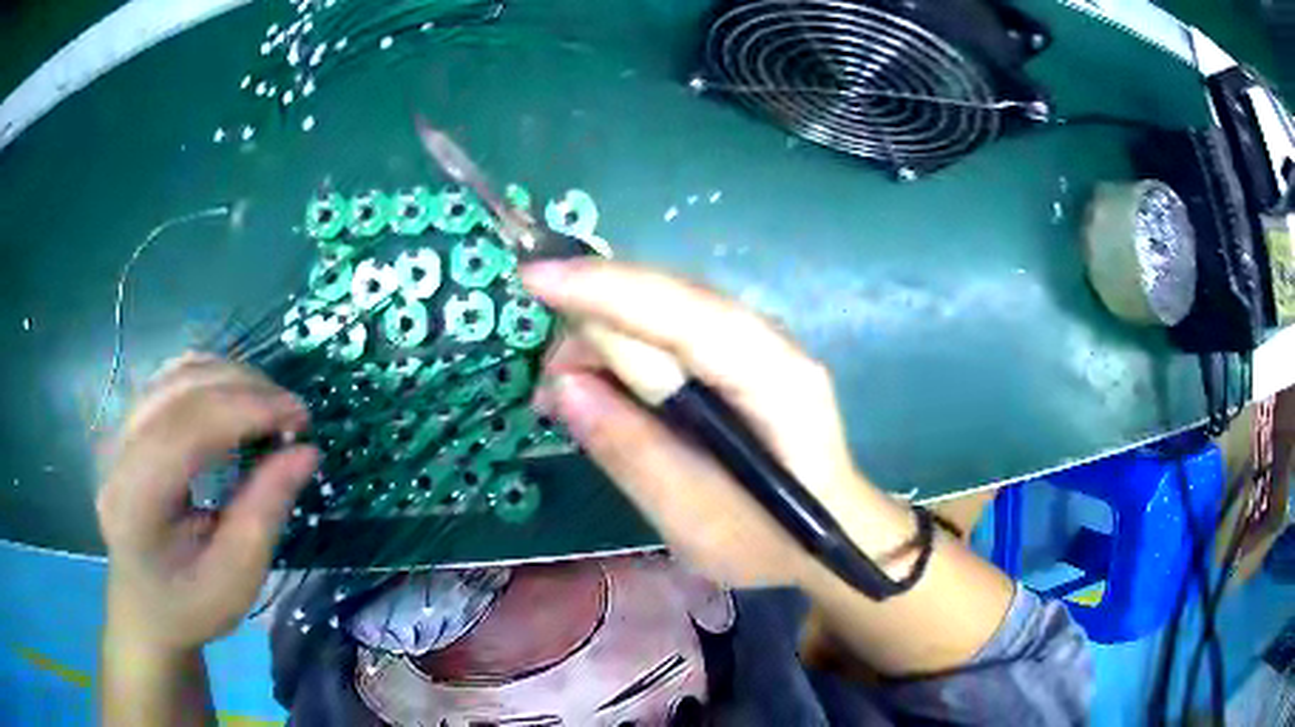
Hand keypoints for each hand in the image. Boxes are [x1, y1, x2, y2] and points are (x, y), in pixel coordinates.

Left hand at [96, 355, 318, 654]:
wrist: (142, 607)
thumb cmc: (189, 606)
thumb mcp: (235, 580)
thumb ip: (265, 514)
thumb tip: (306, 452)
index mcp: (136, 501)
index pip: (188, 427)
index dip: (247, 409)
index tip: (301, 419)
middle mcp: (118, 453)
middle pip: (181, 389)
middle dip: (244, 388)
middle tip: (294, 413)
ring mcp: (119, 431)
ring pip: (175, 373)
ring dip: (229, 377)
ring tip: (269, 405)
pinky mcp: (128, 424)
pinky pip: (170, 378)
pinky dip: (210, 378)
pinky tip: (234, 400)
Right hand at [523, 259, 903, 588]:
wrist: (831, 536)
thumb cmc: (771, 541)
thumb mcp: (695, 518)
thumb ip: (632, 451)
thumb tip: (565, 387)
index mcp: (775, 380)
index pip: (686, 314)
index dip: (606, 291)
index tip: (533, 279)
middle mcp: (770, 343)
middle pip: (670, 301)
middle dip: (596, 321)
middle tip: (547, 383)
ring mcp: (758, 345)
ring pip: (666, 311)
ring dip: (606, 339)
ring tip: (565, 393)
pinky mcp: (741, 359)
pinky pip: (672, 333)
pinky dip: (627, 354)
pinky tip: (601, 388)